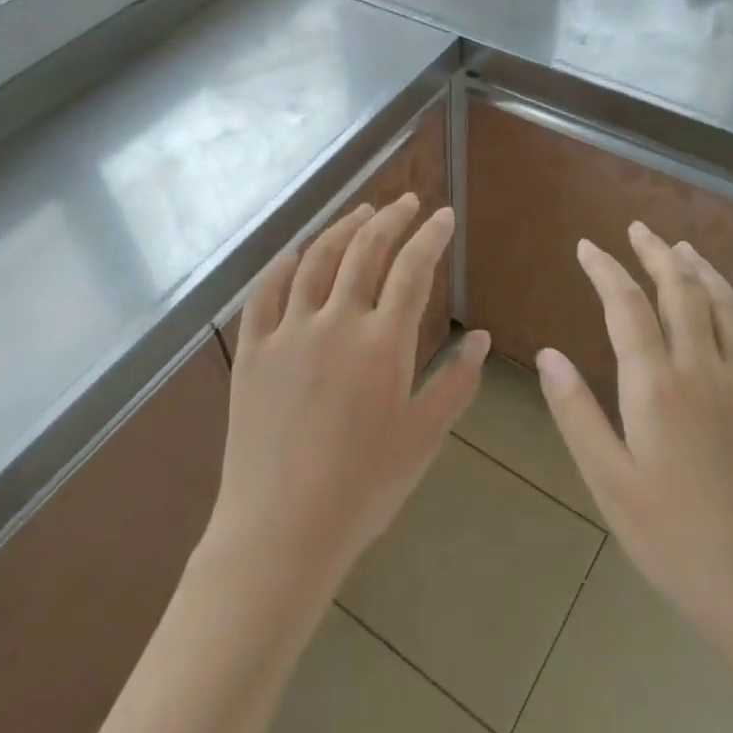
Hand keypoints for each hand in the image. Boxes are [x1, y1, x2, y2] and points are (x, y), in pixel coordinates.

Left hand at [203, 195, 489, 603]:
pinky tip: (296, 251)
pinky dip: (283, 263)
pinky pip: (265, 291)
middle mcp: (335, 322)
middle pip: (365, 250)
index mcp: (382, 344)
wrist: (281, 530)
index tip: (443, 217)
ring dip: (342, 228)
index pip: (412, 270)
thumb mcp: (422, 438)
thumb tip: (480, 336)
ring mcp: (288, 332)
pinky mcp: (253, 349)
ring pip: (317, 260)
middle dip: (390, 219)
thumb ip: (456, 383)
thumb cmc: (362, 489)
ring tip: (362, 212)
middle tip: (407, 202)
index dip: (430, 236)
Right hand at [536, 221, 732, 680]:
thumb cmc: (675, 542)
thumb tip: (549, 354)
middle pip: (682, 293)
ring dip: (705, 273)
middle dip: (657, 255)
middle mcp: (707, 372)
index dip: (605, 270)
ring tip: (685, 250)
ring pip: (730, 310)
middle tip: (639, 229)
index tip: (587, 246)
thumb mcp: (609, 482)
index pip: (627, 308)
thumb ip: (576, 413)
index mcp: (657, 387)